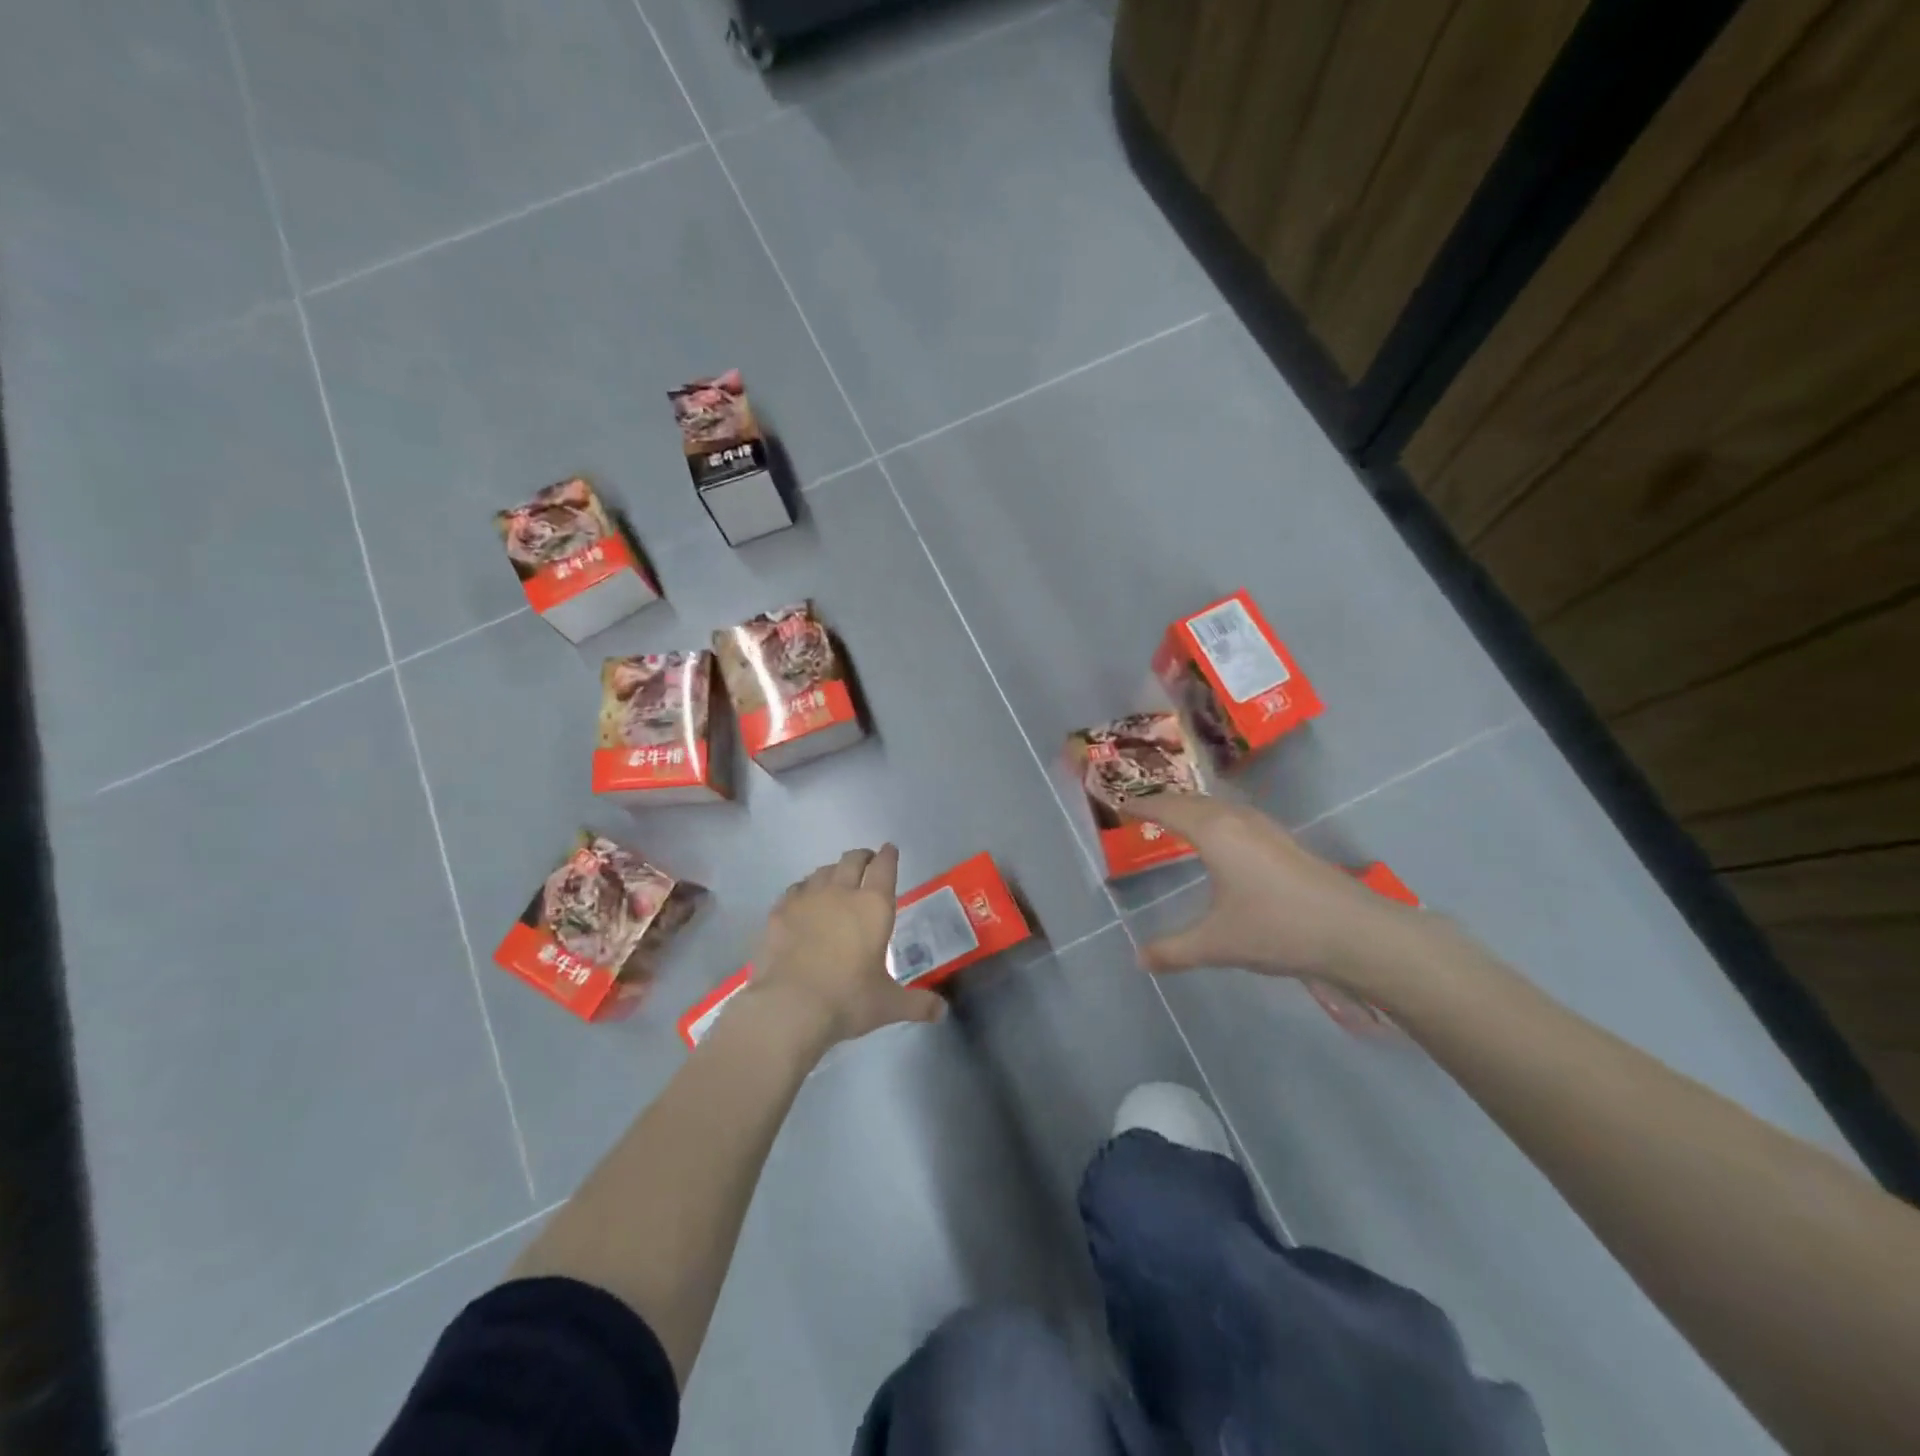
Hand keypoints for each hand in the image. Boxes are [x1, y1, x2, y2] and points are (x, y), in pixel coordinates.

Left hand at [744, 844, 945, 1048]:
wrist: (790, 1006)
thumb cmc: (848, 1000)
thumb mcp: (888, 1005)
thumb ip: (918, 1004)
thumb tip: (942, 1012)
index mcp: (874, 906)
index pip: (885, 867)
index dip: (888, 856)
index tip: (890, 850)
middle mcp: (841, 892)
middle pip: (852, 860)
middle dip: (862, 857)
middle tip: (867, 862)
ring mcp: (807, 899)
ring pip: (822, 871)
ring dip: (833, 871)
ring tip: (835, 881)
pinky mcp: (779, 911)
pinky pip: (795, 889)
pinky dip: (804, 890)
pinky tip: (803, 901)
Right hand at [1120, 794, 1427, 998]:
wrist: (1355, 932)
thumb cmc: (1276, 929)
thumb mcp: (1216, 944)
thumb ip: (1173, 950)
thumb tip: (1138, 960)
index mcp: (1214, 833)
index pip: (1167, 809)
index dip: (1141, 805)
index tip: (1119, 804)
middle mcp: (1237, 820)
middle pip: (1192, 800)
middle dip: (1165, 802)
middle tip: (1141, 809)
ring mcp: (1265, 828)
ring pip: (1218, 806)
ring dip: (1192, 808)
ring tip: (1175, 819)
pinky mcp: (1285, 841)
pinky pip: (1236, 816)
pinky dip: (1214, 818)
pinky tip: (1221, 839)